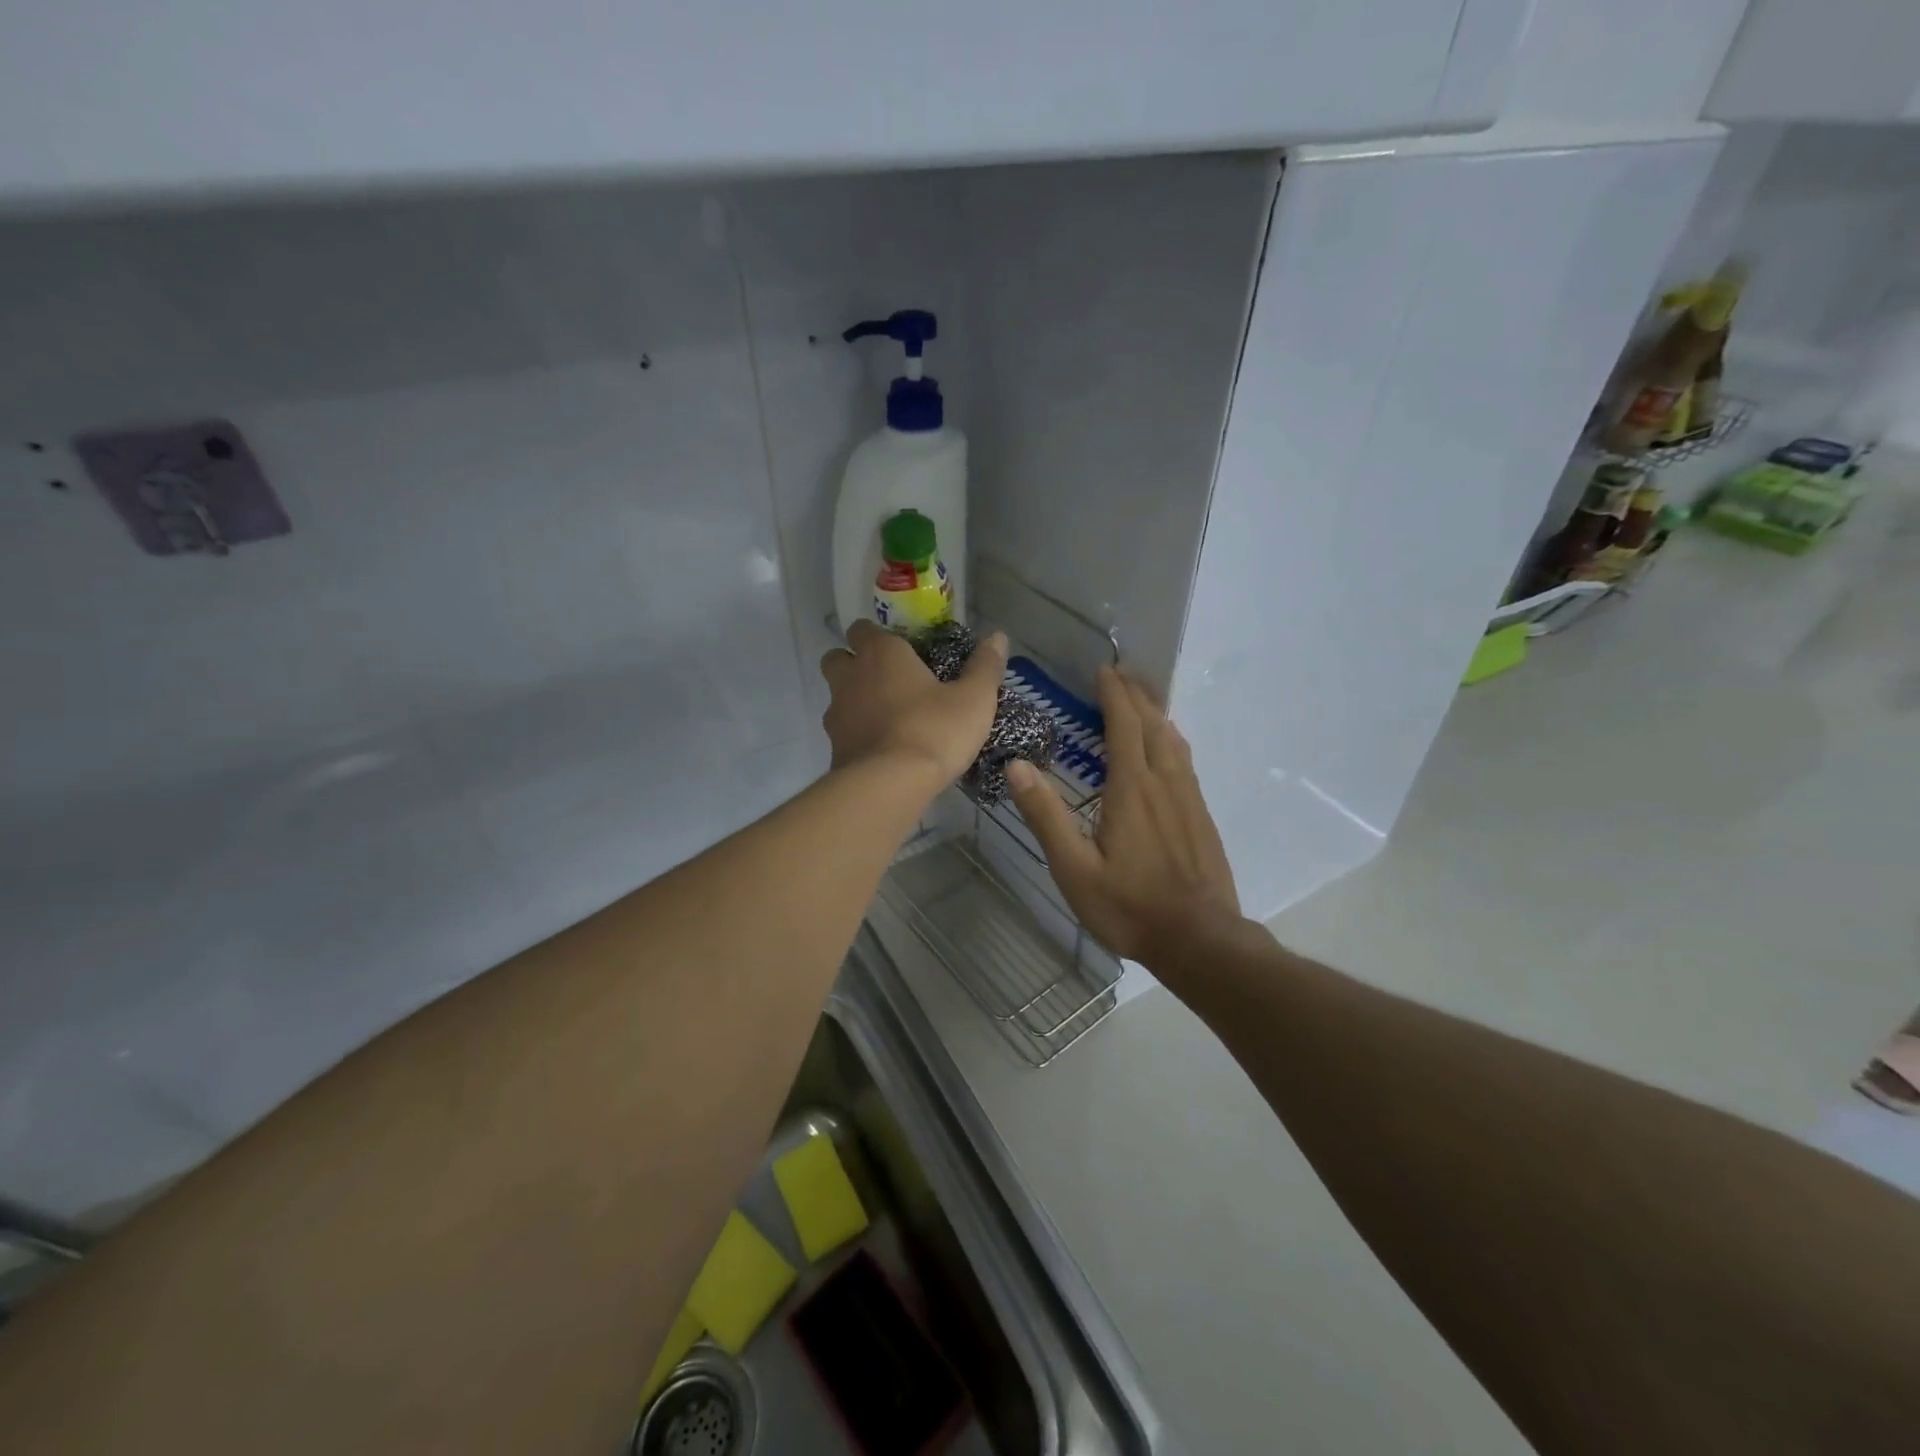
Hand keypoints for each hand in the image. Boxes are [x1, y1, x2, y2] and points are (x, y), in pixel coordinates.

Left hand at [820, 620, 1006, 784]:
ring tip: (886, 716)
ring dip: (854, 699)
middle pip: (837, 658)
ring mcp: (837, 713)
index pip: (863, 628)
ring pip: (836, 696)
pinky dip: (856, 733)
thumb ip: (985, 666)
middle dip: (853, 663)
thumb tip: (998, 637)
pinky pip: (842, 731)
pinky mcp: (834, 747)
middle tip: (886, 678)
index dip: (876, 635)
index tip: (899, 648)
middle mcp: (851, 677)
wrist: (890, 785)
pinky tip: (882, 748)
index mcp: (882, 654)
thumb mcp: (974, 699)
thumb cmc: (934, 730)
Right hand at [1006, 666, 1243, 967]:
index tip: (1104, 670)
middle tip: (1121, 672)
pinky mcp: (1201, 815)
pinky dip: (1171, 738)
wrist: (1200, 939)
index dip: (1114, 695)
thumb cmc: (1130, 907)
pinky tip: (1168, 747)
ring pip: (1174, 740)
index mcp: (1131, 789)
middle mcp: (1164, 782)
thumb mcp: (1074, 869)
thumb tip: (1017, 766)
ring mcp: (1188, 798)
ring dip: (1156, 712)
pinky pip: (1185, 761)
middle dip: (1136, 694)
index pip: (1124, 725)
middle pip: (1153, 724)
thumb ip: (1047, 816)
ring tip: (1143, 697)